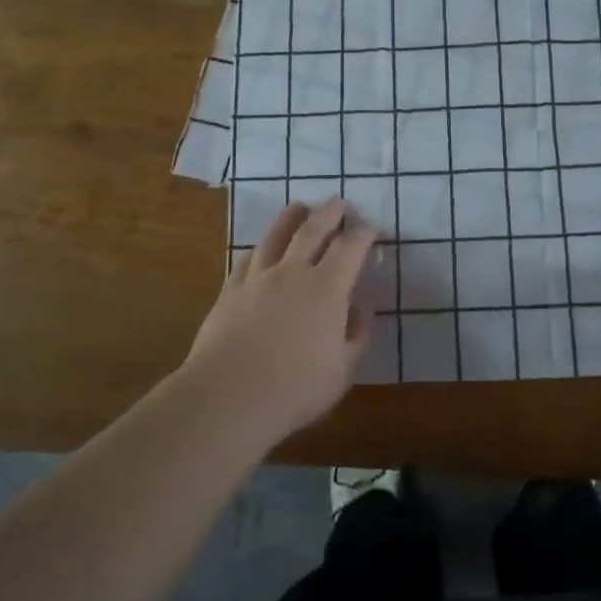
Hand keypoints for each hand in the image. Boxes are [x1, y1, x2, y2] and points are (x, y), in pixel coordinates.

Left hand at [177, 199, 379, 443]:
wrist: (228, 397)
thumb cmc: (295, 388)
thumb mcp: (343, 370)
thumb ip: (357, 334)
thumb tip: (360, 307)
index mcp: (327, 288)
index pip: (351, 247)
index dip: (364, 233)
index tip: (372, 228)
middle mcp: (293, 272)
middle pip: (313, 229)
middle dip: (330, 212)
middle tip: (339, 203)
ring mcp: (258, 278)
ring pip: (277, 234)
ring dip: (293, 217)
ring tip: (301, 208)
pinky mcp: (231, 290)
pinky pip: (249, 257)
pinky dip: (262, 246)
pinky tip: (262, 247)